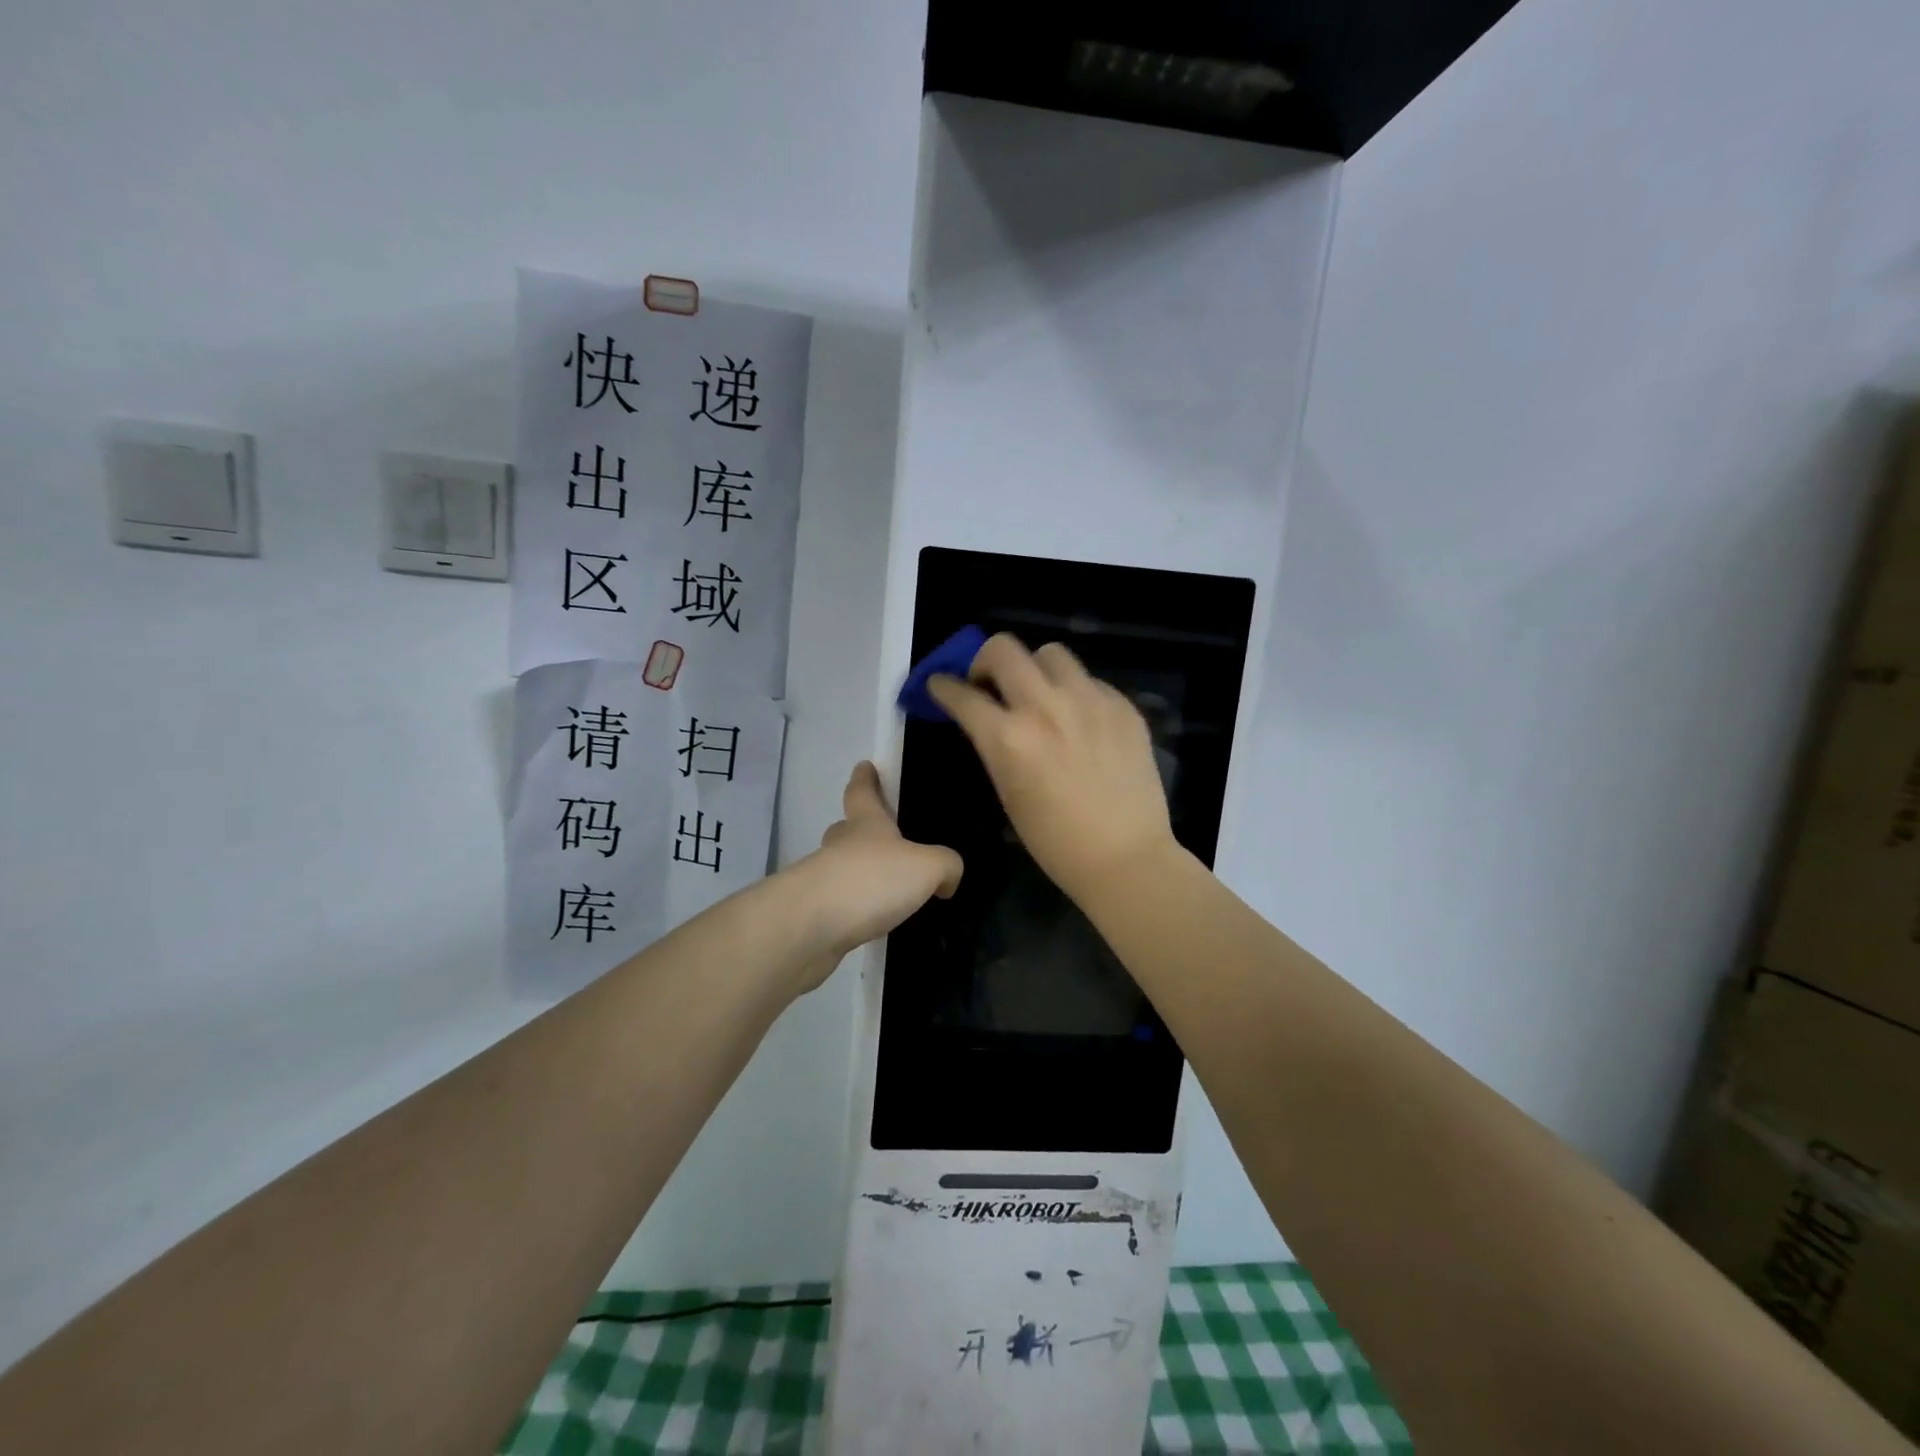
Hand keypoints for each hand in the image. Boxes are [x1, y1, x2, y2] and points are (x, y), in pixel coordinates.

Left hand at [785, 762, 962, 992]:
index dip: (865, 778)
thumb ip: (946, 865)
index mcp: (866, 824)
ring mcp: (822, 880)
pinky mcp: (815, 914)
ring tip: (885, 888)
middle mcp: (840, 846)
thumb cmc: (872, 880)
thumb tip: (947, 878)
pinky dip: (854, 907)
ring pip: (840, 867)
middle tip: (879, 837)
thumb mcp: (927, 867)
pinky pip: (840, 903)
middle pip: (846, 829)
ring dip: (857, 873)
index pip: (862, 792)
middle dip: (858, 830)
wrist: (813, 926)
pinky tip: (872, 920)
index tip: (864, 766)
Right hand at [928, 634, 1177, 904]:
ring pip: (1051, 653)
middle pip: (1003, 649)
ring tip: (1039, 692)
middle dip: (984, 660)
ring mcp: (1089, 701)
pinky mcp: (1123, 706)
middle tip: (988, 681)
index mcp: (1008, 737)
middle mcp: (1045, 707)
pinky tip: (1080, 719)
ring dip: (1035, 668)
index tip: (940, 684)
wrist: (1126, 857)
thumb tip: (988, 718)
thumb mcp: (1008, 792)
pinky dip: (1075, 691)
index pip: (962, 693)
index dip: (943, 686)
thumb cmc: (1055, 841)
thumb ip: (994, 746)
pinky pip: (1089, 680)